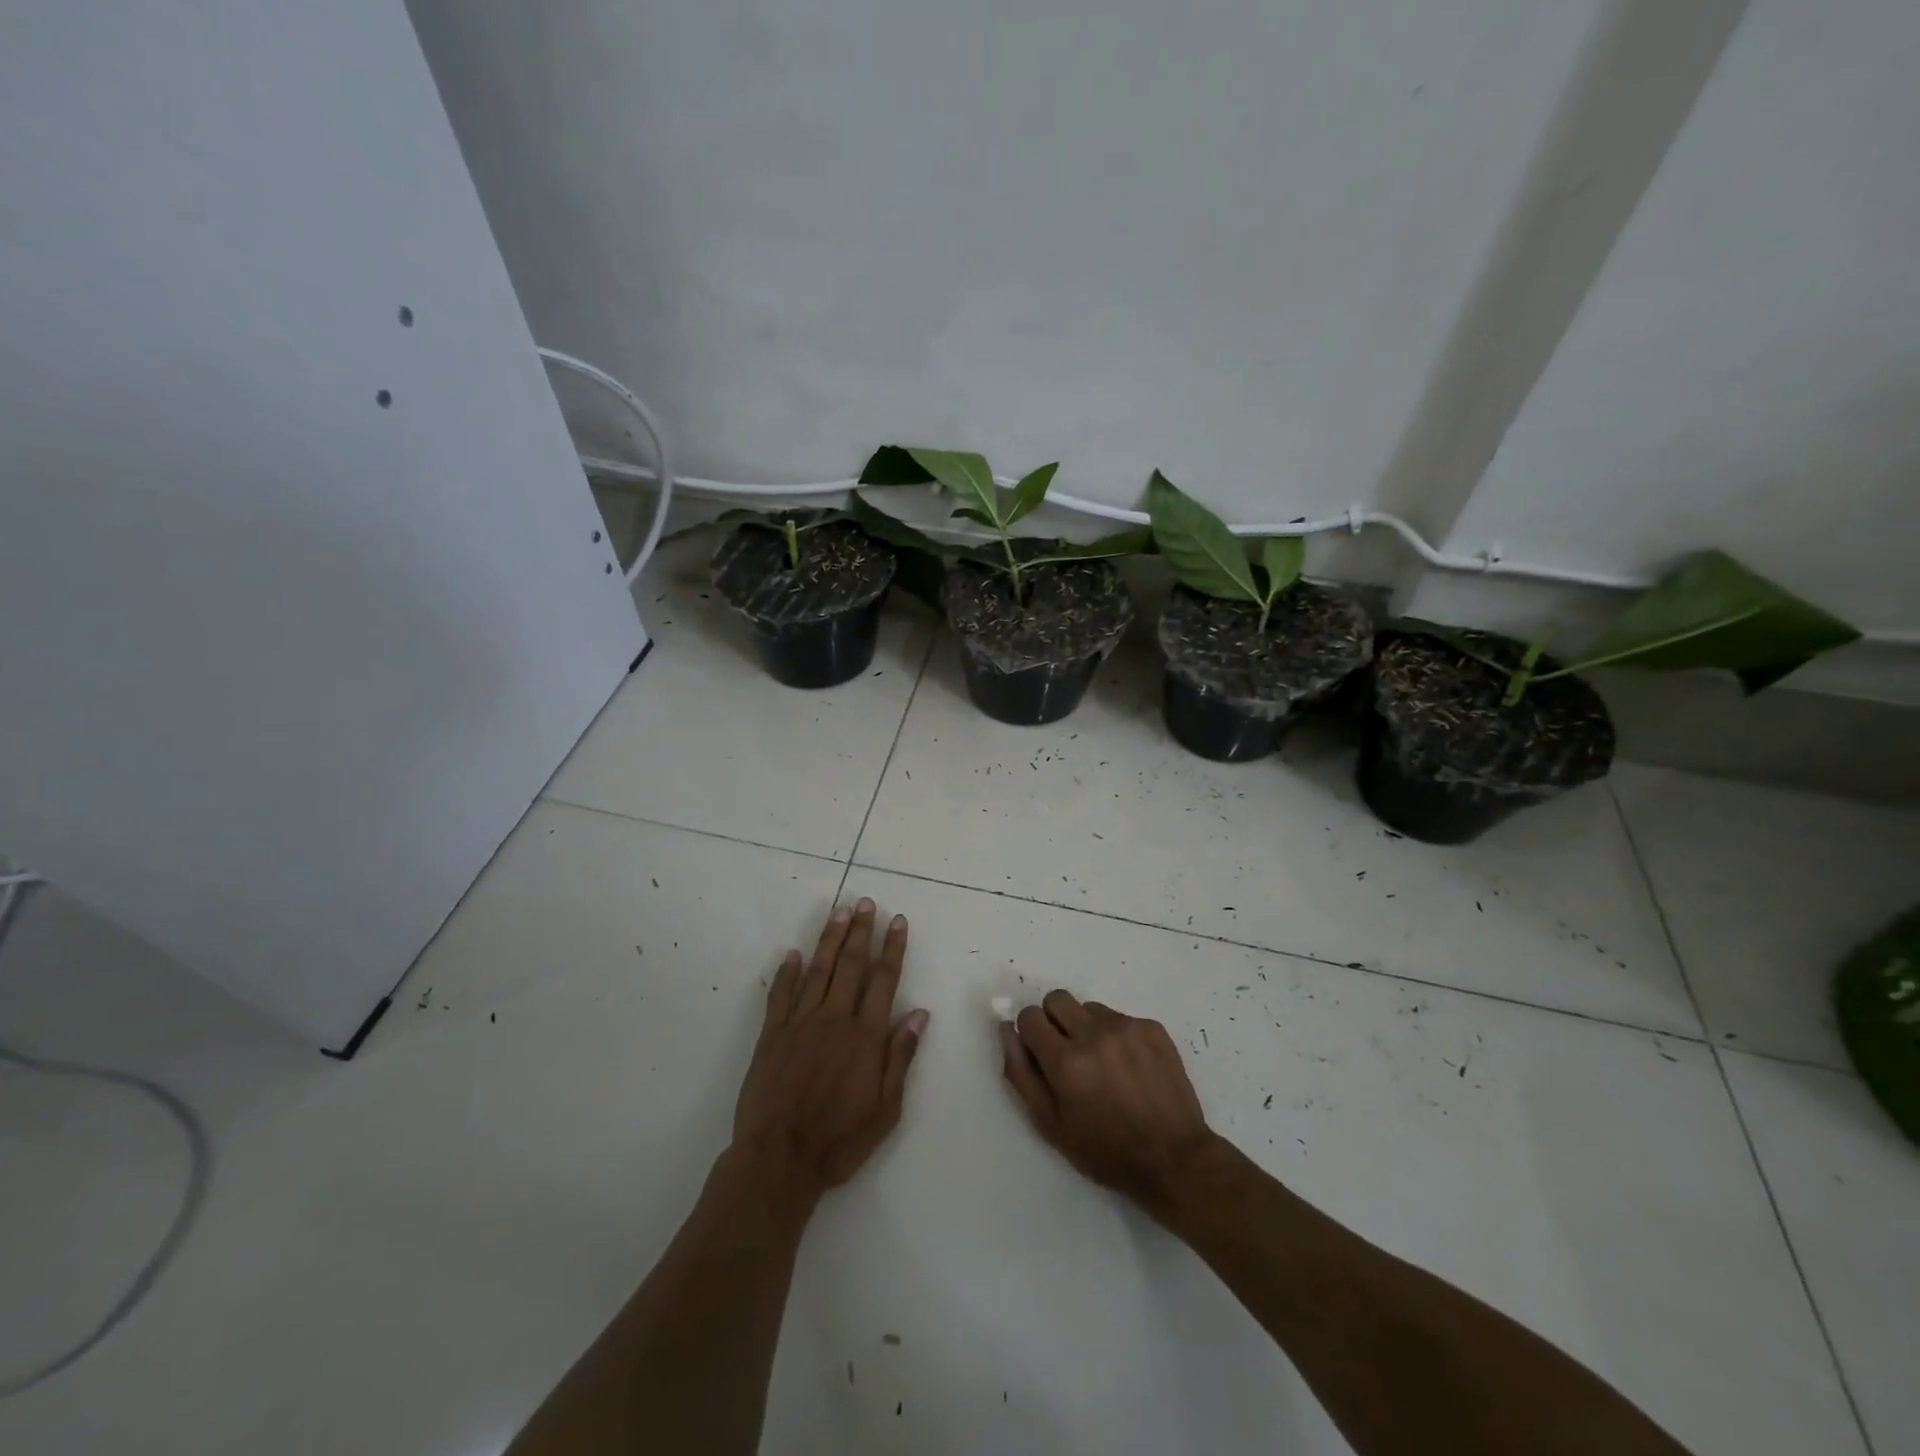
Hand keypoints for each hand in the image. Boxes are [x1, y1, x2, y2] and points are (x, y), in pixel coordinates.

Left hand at [731, 899, 928, 1214]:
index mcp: (865, 1036)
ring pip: (818, 970)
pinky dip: (787, 972)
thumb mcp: (886, 1108)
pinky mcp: (771, 1036)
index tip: (897, 920)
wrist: (779, 1160)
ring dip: (830, 939)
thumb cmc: (839, 1139)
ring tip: (839, 912)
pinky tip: (792, 953)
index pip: (883, 980)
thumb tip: (920, 1014)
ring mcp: (799, 1024)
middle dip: (861, 931)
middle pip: (850, 965)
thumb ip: (901, 1057)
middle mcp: (834, 1019)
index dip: (892, 948)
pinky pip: (780, 995)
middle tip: (866, 902)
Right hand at [1000, 990, 1218, 1216]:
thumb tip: (1007, 1031)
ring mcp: (1126, 1027)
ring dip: (1086, 1028)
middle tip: (1068, 1054)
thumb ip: (1021, 1074)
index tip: (1041, 1054)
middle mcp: (1094, 1034)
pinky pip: (1119, 1017)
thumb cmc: (1105, 1151)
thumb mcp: (1050, 1124)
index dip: (1030, 1034)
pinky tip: (1129, 1068)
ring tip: (1103, 1065)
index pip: (1029, 1016)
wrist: (1174, 1159)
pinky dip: (1116, 1036)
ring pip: (1089, 1007)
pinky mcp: (1152, 1027)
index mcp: (1066, 1061)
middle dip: (1054, 1021)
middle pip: (1057, 998)